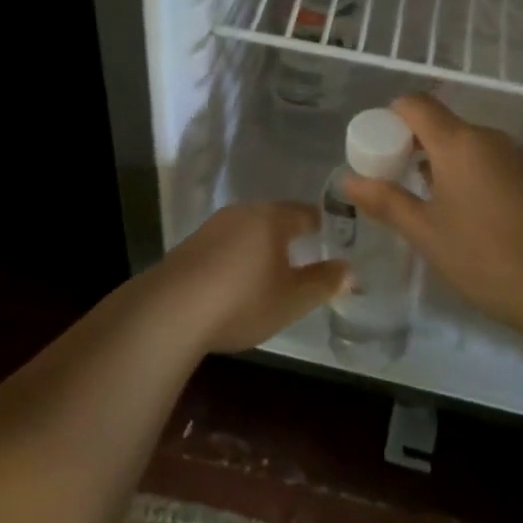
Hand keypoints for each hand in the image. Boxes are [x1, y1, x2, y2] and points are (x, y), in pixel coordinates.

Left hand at [141, 202, 348, 354]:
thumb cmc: (243, 300)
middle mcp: (243, 213)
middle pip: (274, 216)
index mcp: (272, 218)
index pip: (305, 213)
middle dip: (290, 231)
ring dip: (261, 242)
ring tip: (272, 263)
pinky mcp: (191, 245)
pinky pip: (226, 242)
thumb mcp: (292, 299)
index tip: (331, 234)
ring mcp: (213, 226)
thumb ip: (324, 282)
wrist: (172, 310)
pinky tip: (238, 275)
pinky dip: (238, 253)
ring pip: (248, 228)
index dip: (320, 224)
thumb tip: (350, 269)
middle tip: (305, 249)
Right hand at [345, 94, 522, 330]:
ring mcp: (515, 155)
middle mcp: (488, 137)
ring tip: (423, 200)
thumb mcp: (425, 232)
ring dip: (438, 160)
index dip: (389, 118)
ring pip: (464, 142)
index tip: (376, 149)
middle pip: (440, 122)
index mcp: (459, 142)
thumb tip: (349, 180)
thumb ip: (385, 201)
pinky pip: (486, 158)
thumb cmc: (484, 258)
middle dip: (411, 143)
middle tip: (392, 181)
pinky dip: (465, 171)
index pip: (415, 104)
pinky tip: (461, 211)